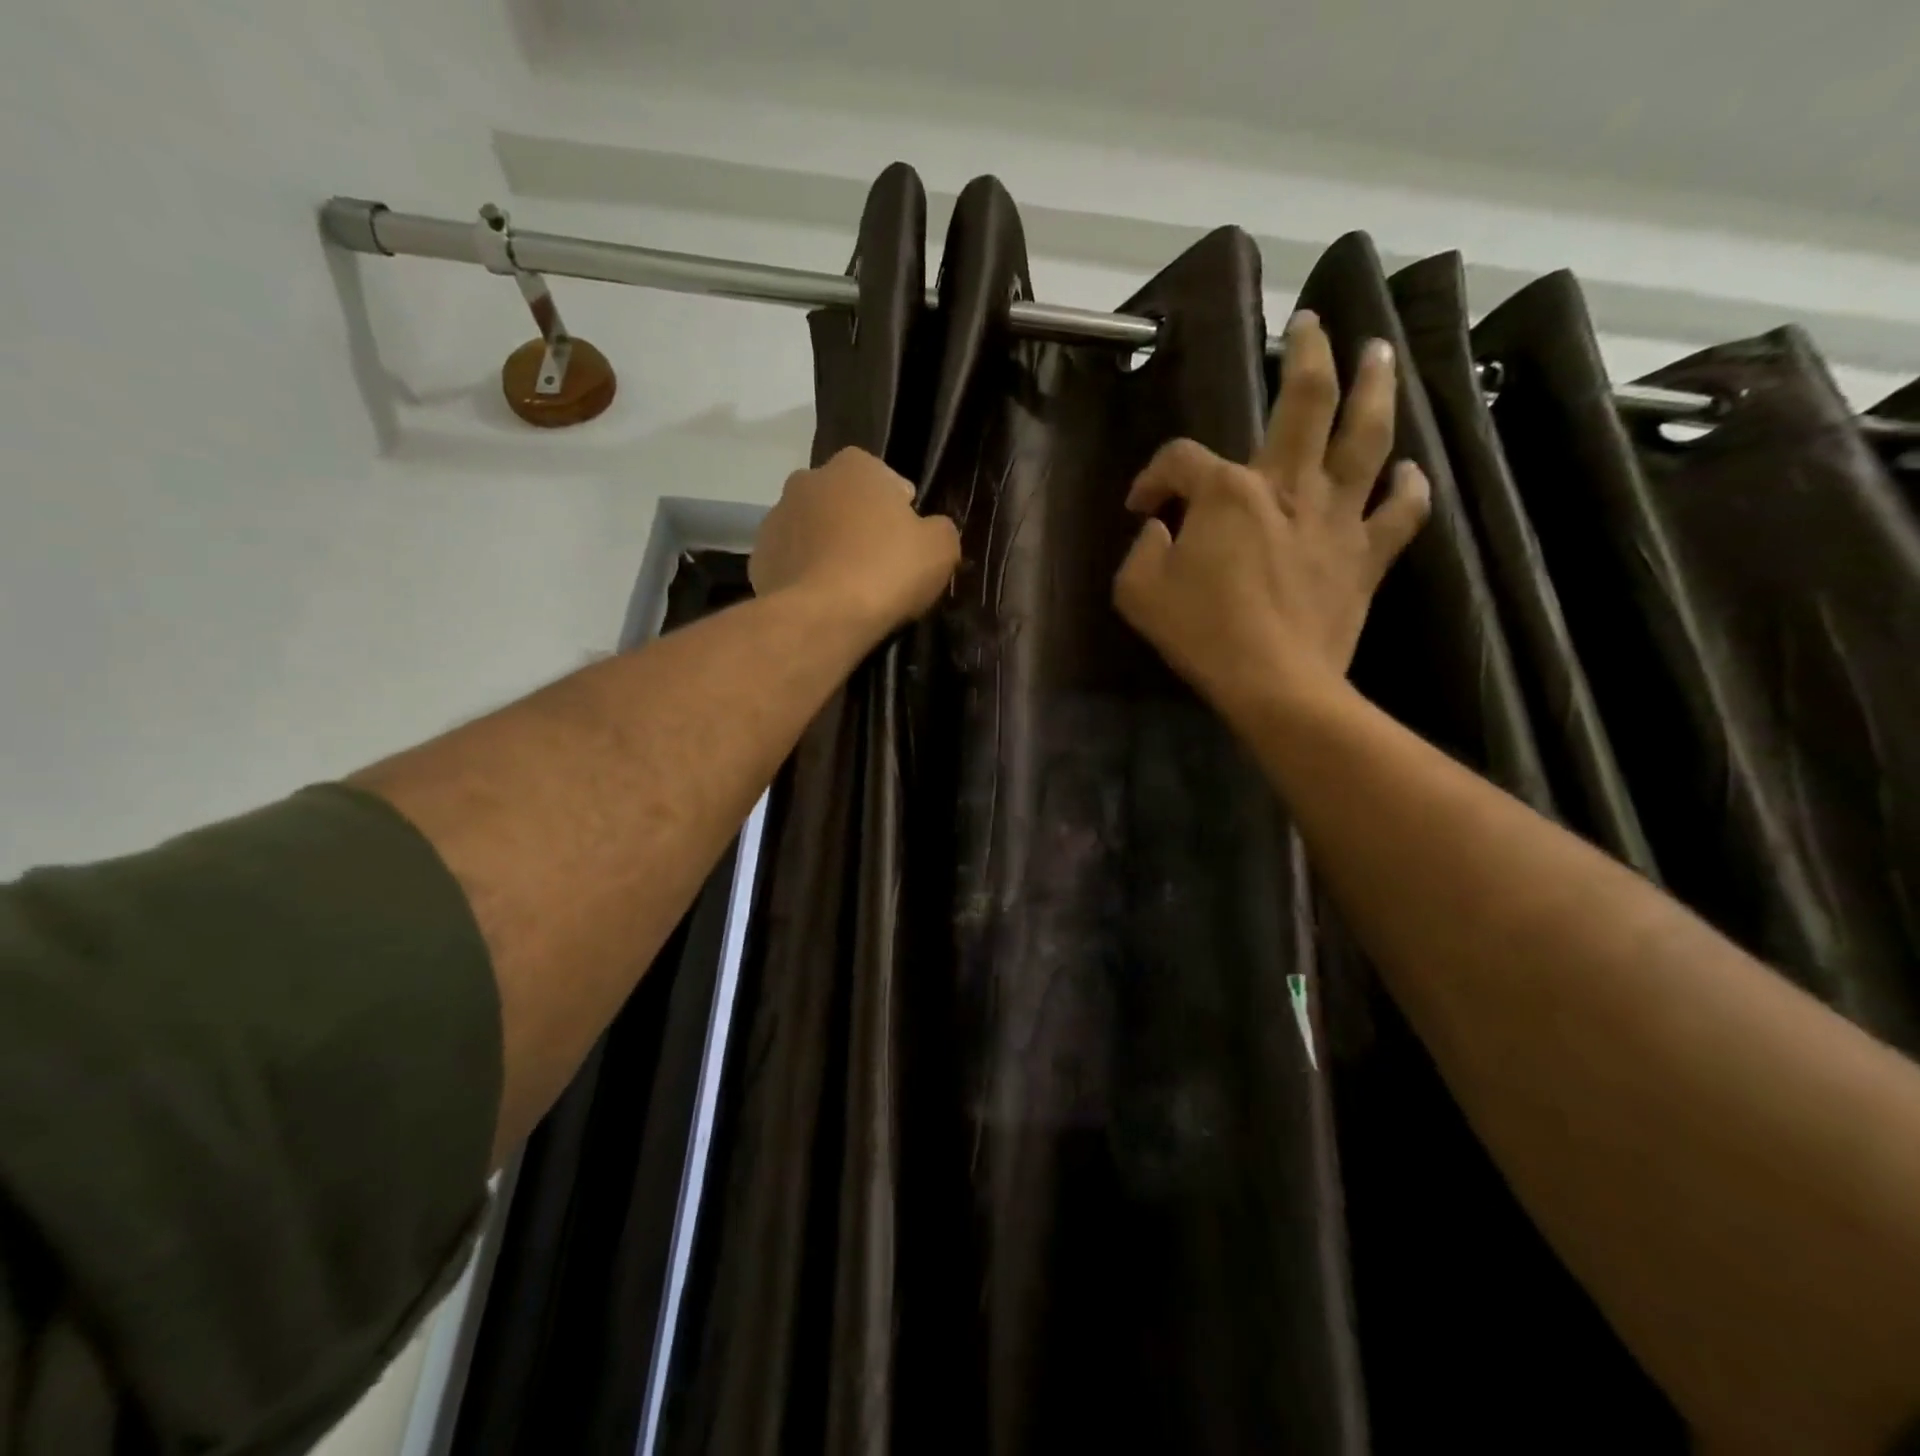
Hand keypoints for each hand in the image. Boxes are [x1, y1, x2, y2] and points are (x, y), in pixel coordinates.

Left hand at [751, 447, 961, 632]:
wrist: (822, 617)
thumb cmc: (887, 571)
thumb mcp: (941, 548)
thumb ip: (939, 528)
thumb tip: (929, 529)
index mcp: (854, 465)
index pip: (885, 480)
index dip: (900, 511)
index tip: (906, 544)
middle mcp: (808, 479)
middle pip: (844, 503)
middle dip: (858, 526)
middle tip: (879, 566)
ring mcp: (776, 517)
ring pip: (814, 531)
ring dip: (829, 549)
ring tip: (848, 588)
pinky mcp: (758, 558)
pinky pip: (793, 562)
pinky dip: (806, 575)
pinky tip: (822, 601)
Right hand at [1113, 311, 1430, 715]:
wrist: (1274, 683)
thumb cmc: (1201, 635)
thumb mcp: (1139, 593)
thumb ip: (1142, 551)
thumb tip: (1161, 531)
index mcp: (1226, 493)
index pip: (1181, 460)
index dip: (1152, 477)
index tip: (1141, 508)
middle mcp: (1287, 487)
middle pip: (1306, 402)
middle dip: (1309, 354)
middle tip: (1313, 323)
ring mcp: (1335, 518)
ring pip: (1365, 438)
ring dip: (1375, 388)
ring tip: (1380, 353)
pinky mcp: (1366, 556)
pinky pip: (1399, 513)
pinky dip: (1408, 489)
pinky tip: (1408, 471)